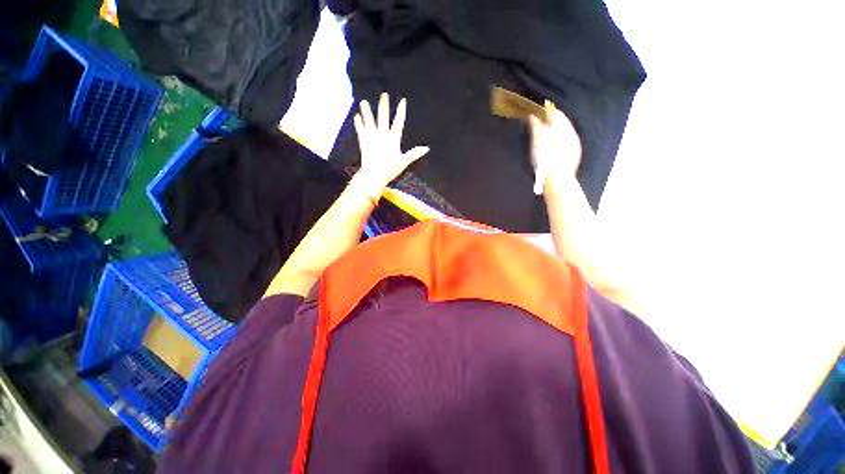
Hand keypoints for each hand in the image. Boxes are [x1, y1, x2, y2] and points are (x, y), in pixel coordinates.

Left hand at [351, 93, 429, 194]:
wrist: (373, 175)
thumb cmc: (390, 169)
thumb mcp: (404, 161)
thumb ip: (415, 153)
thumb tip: (427, 148)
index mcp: (393, 139)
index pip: (399, 122)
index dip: (401, 111)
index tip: (403, 100)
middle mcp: (382, 135)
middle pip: (383, 117)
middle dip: (384, 105)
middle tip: (383, 94)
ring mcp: (371, 137)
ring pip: (369, 120)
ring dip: (366, 111)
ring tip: (363, 102)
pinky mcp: (363, 141)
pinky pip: (361, 129)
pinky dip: (359, 123)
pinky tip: (357, 116)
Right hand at [528, 101, 581, 194]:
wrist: (558, 180)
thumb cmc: (546, 160)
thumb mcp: (537, 142)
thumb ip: (536, 127)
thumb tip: (533, 116)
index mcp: (562, 128)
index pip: (555, 114)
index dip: (546, 110)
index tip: (538, 109)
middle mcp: (571, 133)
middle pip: (562, 122)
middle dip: (552, 119)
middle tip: (542, 120)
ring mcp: (574, 144)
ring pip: (565, 131)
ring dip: (556, 129)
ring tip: (547, 131)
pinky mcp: (574, 154)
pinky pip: (567, 141)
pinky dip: (560, 139)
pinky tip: (555, 144)